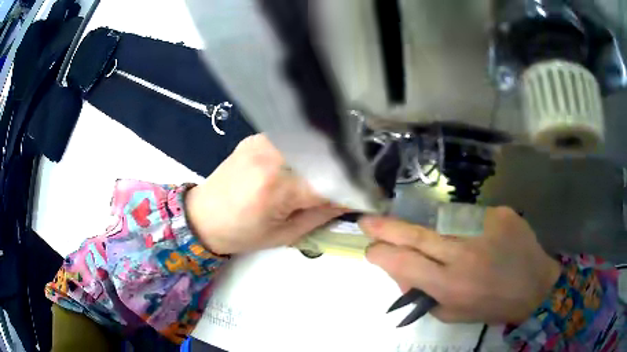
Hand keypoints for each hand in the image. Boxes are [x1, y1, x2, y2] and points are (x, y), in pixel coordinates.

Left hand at [185, 134, 345, 254]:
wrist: (202, 216)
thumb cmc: (241, 234)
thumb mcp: (285, 234)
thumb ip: (321, 214)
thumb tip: (351, 199)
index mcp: (276, 188)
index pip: (330, 181)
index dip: (353, 188)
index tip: (367, 195)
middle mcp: (270, 157)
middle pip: (323, 155)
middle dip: (342, 169)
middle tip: (350, 183)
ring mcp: (261, 142)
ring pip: (309, 142)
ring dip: (325, 157)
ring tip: (329, 174)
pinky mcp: (256, 138)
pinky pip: (292, 139)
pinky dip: (306, 150)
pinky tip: (306, 163)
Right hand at [360, 207, 560, 324]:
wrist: (534, 285)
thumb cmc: (490, 305)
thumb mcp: (451, 313)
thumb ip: (422, 293)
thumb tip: (400, 269)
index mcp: (449, 283)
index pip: (402, 263)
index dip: (381, 254)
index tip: (372, 250)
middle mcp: (462, 252)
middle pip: (415, 234)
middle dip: (386, 228)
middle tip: (367, 220)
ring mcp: (482, 226)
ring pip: (441, 222)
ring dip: (433, 231)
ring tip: (449, 245)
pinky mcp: (498, 212)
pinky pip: (469, 216)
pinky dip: (465, 227)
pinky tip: (480, 240)